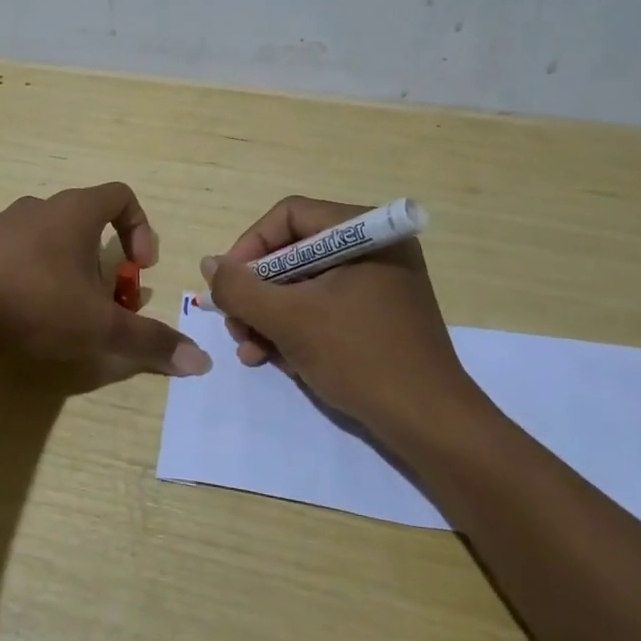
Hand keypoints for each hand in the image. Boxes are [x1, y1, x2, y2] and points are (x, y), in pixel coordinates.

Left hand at [0, 183, 211, 376]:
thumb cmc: (38, 302)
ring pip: (48, 237)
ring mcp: (2, 224)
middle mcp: (40, 207)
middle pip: (85, 221)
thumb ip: (149, 341)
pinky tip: (22, 311)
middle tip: (104, 300)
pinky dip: (30, 274)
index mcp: (75, 211)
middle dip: (103, 260)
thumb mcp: (100, 327)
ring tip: (64, 309)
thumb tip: (201, 361)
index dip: (140, 228)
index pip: (122, 196)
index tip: (138, 268)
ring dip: (66, 267)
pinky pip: (15, 252)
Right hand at [200, 195, 477, 437]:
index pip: (289, 216)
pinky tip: (275, 359)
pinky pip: (324, 307)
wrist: (430, 424)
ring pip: (305, 285)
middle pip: (294, 253)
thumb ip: (241, 288)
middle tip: (235, 324)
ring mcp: (379, 283)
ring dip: (270, 316)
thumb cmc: (360, 358)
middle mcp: (374, 248)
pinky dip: (296, 329)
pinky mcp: (379, 315)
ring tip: (250, 351)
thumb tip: (210, 264)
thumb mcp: (289, 320)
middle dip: (258, 292)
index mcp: (365, 232)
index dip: (250, 246)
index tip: (227, 285)